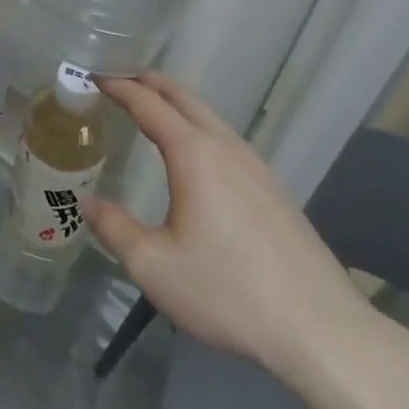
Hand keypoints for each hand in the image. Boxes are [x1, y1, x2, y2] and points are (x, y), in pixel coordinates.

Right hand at [88, 72, 384, 384]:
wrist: (322, 332)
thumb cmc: (229, 293)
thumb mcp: (154, 266)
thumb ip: (114, 228)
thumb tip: (86, 202)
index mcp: (194, 154)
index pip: (148, 103)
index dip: (119, 86)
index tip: (94, 77)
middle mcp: (226, 148)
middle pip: (183, 97)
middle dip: (148, 82)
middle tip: (118, 80)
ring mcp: (257, 167)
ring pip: (209, 117)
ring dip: (176, 104)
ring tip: (151, 112)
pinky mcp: (275, 191)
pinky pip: (227, 140)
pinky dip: (198, 128)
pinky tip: (196, 158)